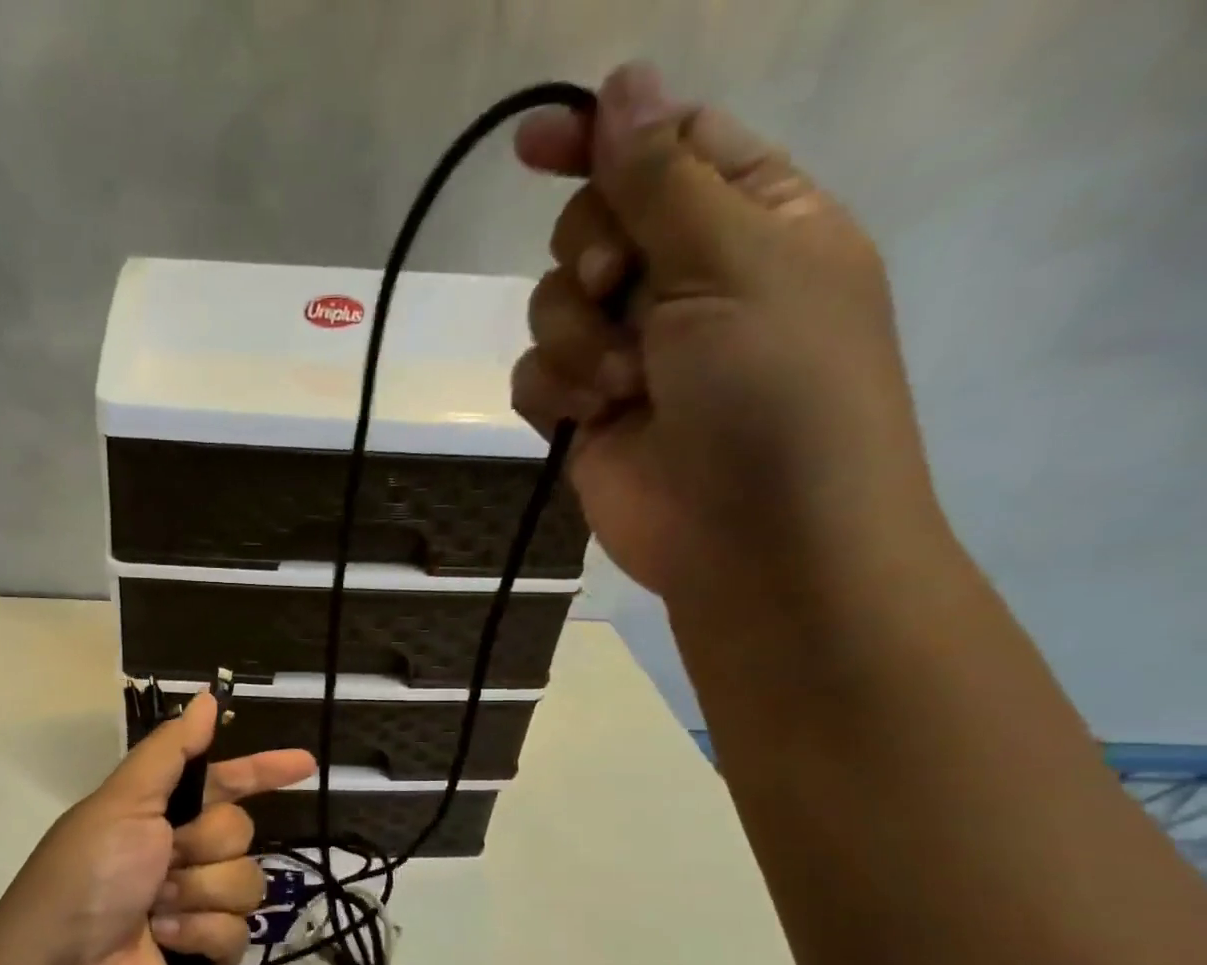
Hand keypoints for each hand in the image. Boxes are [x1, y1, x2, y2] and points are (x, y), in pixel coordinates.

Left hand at [0, 694, 313, 964]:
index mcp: (159, 813)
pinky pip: (238, 930)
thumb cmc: (88, 877)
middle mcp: (180, 853)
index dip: (263, 770)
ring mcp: (194, 904)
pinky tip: (165, 942)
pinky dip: (200, 934)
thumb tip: (208, 699)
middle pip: (239, 832)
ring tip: (156, 910)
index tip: (306, 764)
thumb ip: (170, 752)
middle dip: (205, 846)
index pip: (225, 781)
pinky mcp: (205, 951)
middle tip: (164, 862)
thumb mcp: (122, 802)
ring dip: (200, 893)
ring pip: (247, 881)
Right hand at [511, 63, 944, 606]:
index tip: (532, 145)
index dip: (603, 136)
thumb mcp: (733, 262)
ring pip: (553, 306)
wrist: (754, 541)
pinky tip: (586, 418)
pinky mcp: (587, 417)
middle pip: (593, 224)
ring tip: (619, 384)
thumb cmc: (774, 391)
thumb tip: (622, 81)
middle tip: (613, 284)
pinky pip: (535, 376)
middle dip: (589, 255)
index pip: (666, 147)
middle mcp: (685, 282)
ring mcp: (631, 356)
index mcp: (750, 220)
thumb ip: (664, 178)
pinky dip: (553, 391)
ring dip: (574, 337)